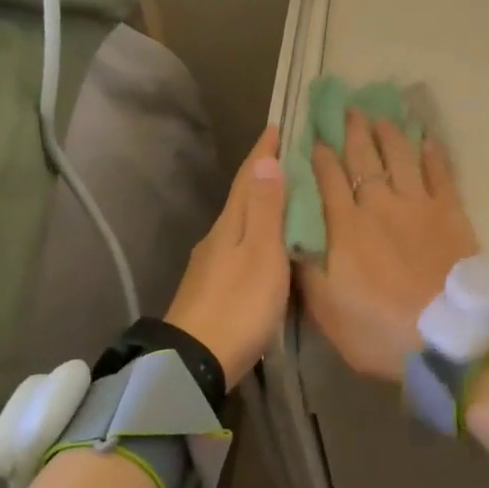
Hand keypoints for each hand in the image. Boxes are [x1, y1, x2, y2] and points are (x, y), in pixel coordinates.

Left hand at [165, 126, 287, 387]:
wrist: (196, 362)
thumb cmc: (239, 304)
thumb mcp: (262, 253)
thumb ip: (267, 209)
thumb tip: (265, 160)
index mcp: (231, 223)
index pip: (249, 176)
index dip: (264, 151)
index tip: (279, 124)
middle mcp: (219, 235)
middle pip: (243, 195)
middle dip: (265, 172)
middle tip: (292, 153)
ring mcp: (213, 263)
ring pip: (242, 220)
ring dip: (263, 202)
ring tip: (289, 193)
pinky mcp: (215, 286)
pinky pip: (242, 244)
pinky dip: (259, 231)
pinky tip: (270, 242)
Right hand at [300, 109, 478, 380]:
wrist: (446, 335)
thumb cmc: (380, 330)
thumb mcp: (328, 312)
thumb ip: (308, 272)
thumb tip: (293, 240)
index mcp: (346, 228)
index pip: (328, 181)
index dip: (321, 157)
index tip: (316, 137)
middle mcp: (380, 206)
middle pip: (364, 160)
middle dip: (354, 133)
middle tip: (349, 109)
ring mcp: (419, 205)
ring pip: (401, 158)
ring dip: (390, 135)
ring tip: (383, 117)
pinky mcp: (451, 213)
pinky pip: (441, 175)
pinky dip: (434, 156)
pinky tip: (429, 141)